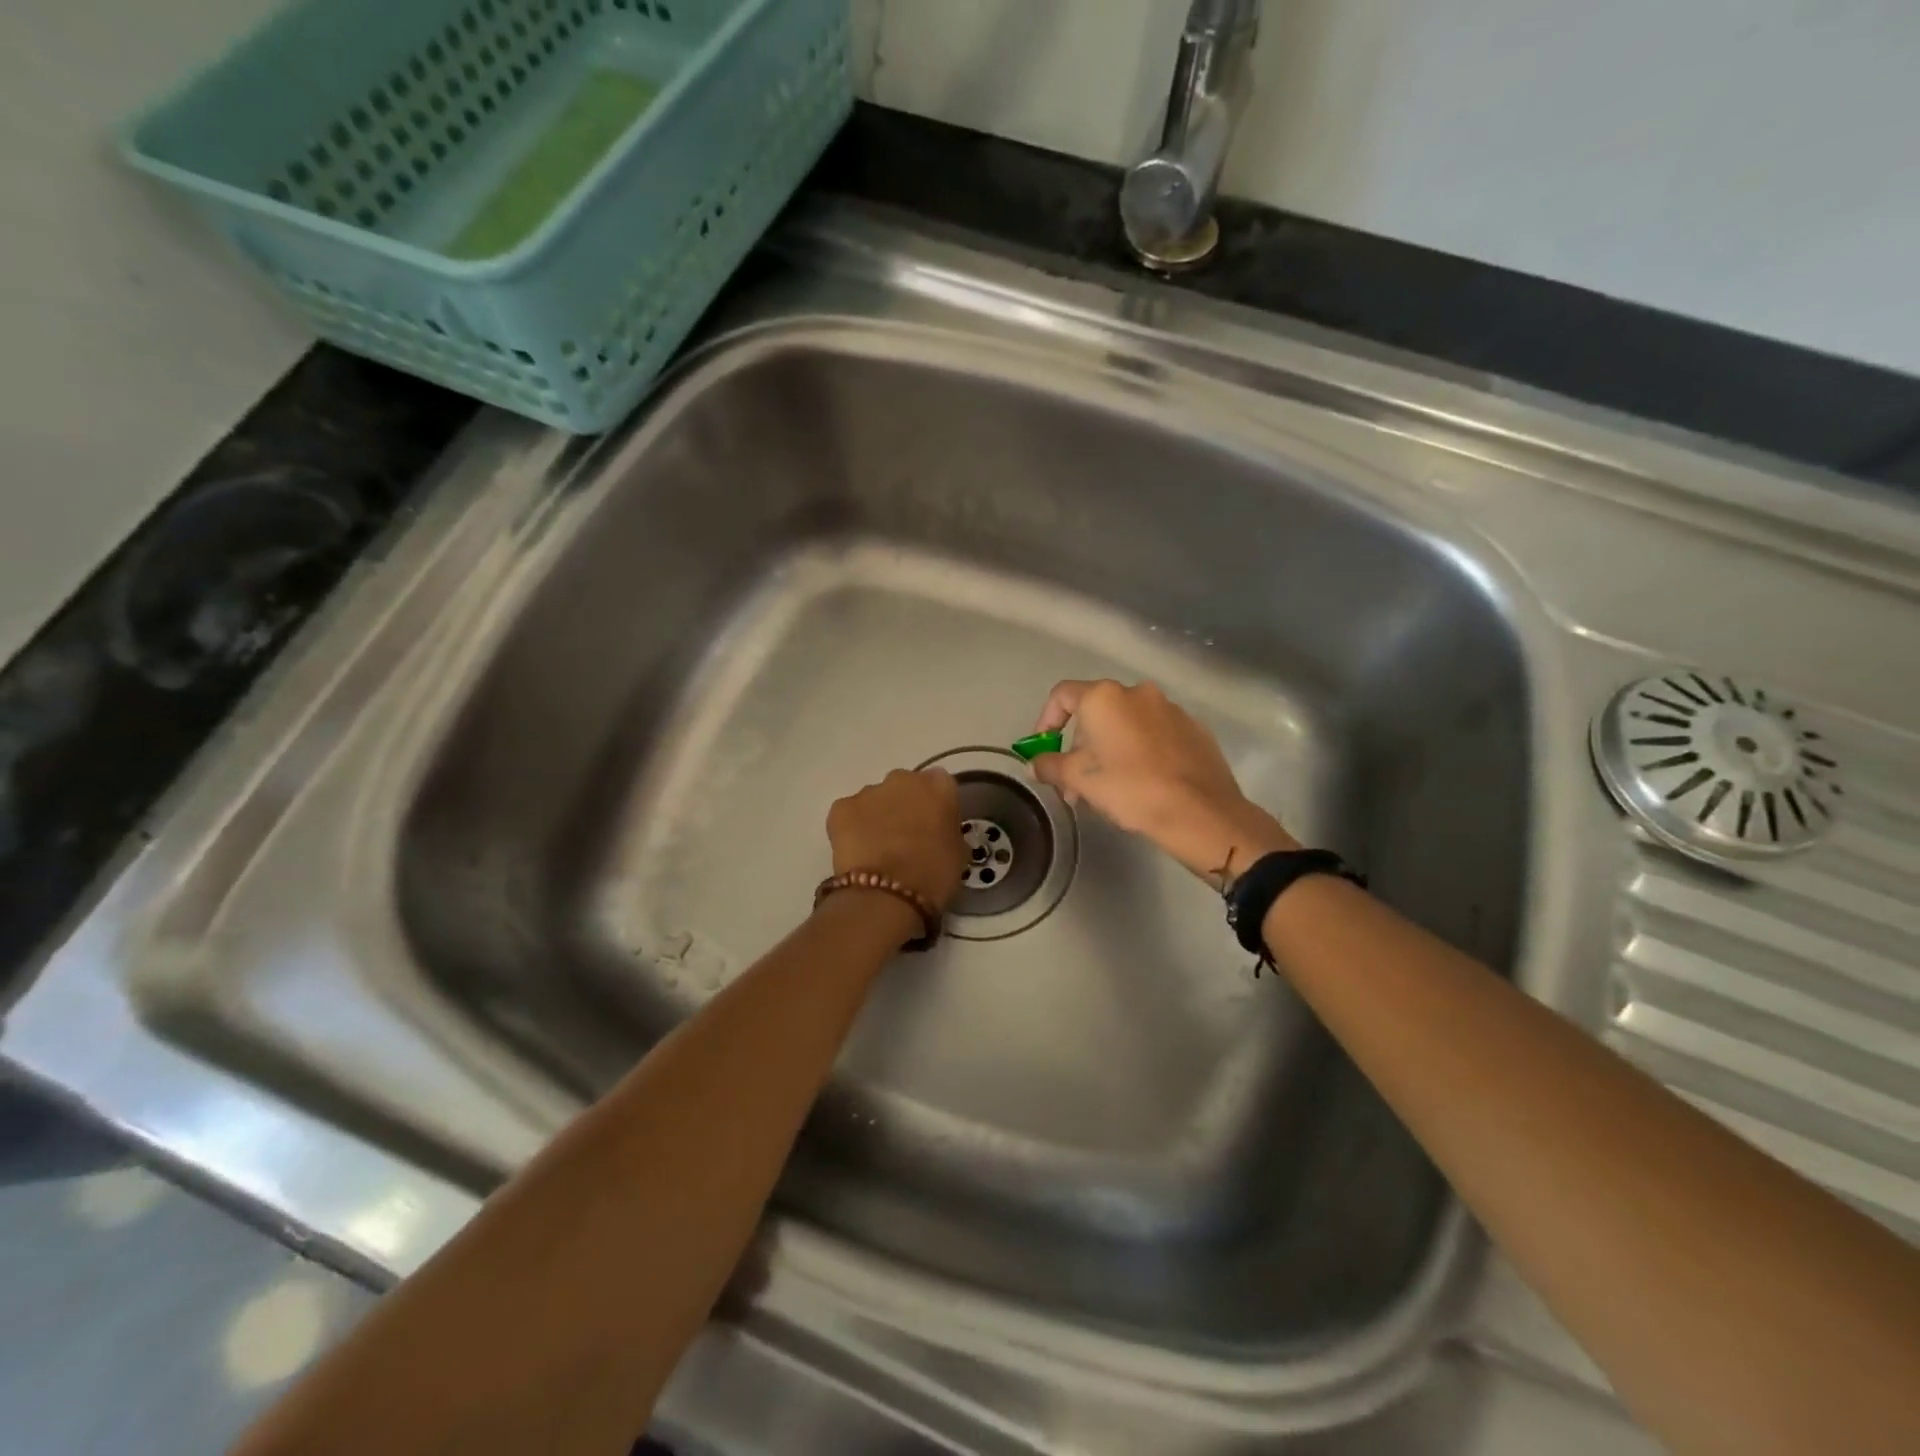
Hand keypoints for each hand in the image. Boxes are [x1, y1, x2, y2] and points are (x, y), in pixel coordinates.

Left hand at [826, 768, 966, 915]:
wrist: (886, 895)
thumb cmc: (933, 875)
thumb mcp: (959, 854)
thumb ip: (949, 832)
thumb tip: (940, 834)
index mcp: (938, 786)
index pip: (940, 784)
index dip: (936, 805)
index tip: (935, 826)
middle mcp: (903, 779)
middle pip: (905, 786)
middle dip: (905, 806)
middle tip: (907, 838)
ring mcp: (869, 792)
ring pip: (875, 799)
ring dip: (878, 817)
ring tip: (879, 850)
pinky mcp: (841, 808)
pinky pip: (849, 814)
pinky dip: (852, 829)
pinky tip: (858, 853)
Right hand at [1030, 679, 1297, 885]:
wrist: (1199, 812)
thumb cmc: (1129, 789)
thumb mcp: (1078, 779)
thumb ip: (1050, 765)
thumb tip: (1035, 763)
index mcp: (1104, 697)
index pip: (1062, 695)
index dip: (1046, 720)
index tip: (1044, 748)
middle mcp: (1137, 692)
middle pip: (1096, 711)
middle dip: (1080, 744)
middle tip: (1075, 781)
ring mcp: (1170, 708)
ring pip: (1127, 723)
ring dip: (1110, 748)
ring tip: (1108, 787)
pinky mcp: (1194, 728)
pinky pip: (1155, 734)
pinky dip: (1140, 751)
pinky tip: (1142, 782)